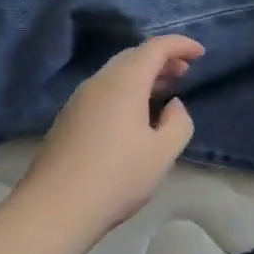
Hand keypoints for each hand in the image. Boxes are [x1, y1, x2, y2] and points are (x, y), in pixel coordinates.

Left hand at [19, 36, 204, 239]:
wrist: (54, 208)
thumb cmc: (116, 178)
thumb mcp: (162, 153)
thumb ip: (178, 122)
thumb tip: (172, 105)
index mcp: (124, 82)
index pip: (155, 48)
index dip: (180, 45)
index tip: (199, 53)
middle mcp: (99, 82)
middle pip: (133, 56)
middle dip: (161, 59)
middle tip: (183, 72)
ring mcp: (79, 100)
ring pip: (116, 74)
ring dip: (142, 76)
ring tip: (163, 92)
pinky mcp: (68, 118)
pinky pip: (103, 91)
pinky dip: (125, 91)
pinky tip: (134, 117)